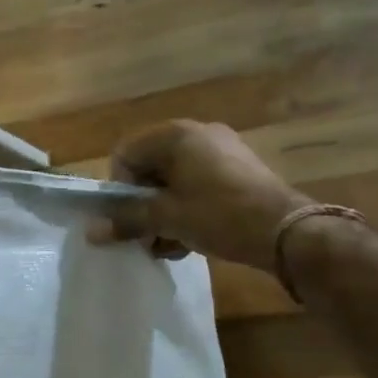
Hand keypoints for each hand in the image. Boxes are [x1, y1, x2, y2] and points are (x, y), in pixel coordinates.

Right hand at [91, 120, 311, 270]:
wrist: (287, 231)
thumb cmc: (219, 216)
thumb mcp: (167, 219)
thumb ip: (127, 221)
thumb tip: (91, 232)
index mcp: (175, 135)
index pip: (125, 155)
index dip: (120, 189)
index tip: (130, 219)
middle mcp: (197, 133)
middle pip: (150, 168)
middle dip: (143, 205)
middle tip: (148, 236)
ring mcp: (221, 150)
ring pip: (174, 180)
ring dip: (164, 212)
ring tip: (171, 244)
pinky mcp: (238, 169)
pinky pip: (198, 184)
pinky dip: (188, 208)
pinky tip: (192, 238)